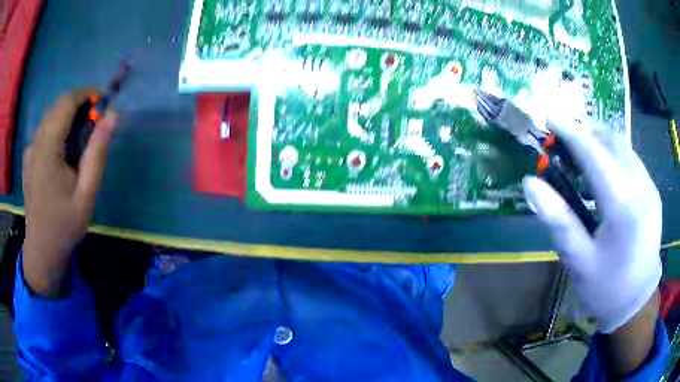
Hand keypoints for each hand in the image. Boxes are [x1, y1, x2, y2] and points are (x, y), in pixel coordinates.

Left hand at [23, 90, 116, 296]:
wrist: (42, 250)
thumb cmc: (64, 225)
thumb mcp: (86, 195)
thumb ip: (97, 154)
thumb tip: (112, 116)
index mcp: (48, 149)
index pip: (66, 102)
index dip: (85, 94)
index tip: (102, 102)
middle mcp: (36, 143)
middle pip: (58, 106)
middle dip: (78, 105)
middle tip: (94, 124)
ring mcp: (30, 150)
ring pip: (51, 117)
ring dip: (68, 118)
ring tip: (80, 140)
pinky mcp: (29, 157)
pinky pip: (44, 131)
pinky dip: (57, 130)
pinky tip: (63, 153)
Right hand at [523, 118, 661, 333]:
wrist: (637, 302)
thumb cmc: (607, 288)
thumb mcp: (579, 262)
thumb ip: (558, 221)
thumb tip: (530, 183)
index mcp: (624, 207)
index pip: (595, 154)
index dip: (571, 132)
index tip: (549, 117)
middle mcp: (641, 187)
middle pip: (612, 140)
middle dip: (586, 132)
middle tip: (563, 142)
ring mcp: (650, 187)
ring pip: (623, 146)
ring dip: (599, 143)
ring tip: (581, 160)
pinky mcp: (652, 191)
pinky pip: (631, 160)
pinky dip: (612, 156)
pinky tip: (603, 177)